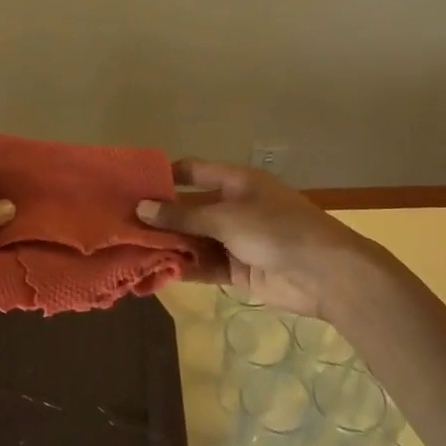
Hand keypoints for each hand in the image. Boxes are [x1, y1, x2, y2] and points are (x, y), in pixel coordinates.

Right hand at [136, 159, 378, 321]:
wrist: (326, 274)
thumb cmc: (277, 230)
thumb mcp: (226, 217)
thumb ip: (183, 215)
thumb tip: (141, 208)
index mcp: (235, 182)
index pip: (192, 172)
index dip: (164, 177)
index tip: (131, 186)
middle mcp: (233, 207)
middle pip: (189, 209)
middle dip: (160, 217)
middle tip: (120, 224)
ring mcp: (235, 240)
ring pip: (194, 239)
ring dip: (168, 245)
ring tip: (129, 251)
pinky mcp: (238, 269)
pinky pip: (204, 265)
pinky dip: (184, 267)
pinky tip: (155, 272)